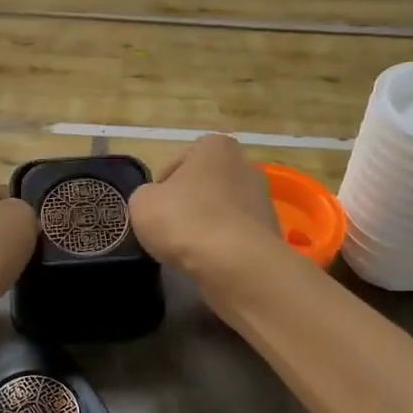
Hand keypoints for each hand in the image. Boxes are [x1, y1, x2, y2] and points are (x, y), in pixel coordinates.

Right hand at [128, 136, 291, 301]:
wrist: (236, 264)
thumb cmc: (185, 220)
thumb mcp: (142, 203)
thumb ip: (146, 196)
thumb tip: (157, 203)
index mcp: (216, 147)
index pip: (182, 160)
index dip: (164, 183)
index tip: (155, 206)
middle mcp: (245, 166)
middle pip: (206, 184)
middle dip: (190, 203)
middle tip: (169, 227)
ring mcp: (263, 200)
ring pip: (223, 211)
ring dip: (207, 225)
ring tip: (188, 249)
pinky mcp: (270, 233)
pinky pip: (237, 235)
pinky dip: (224, 246)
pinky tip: (209, 262)